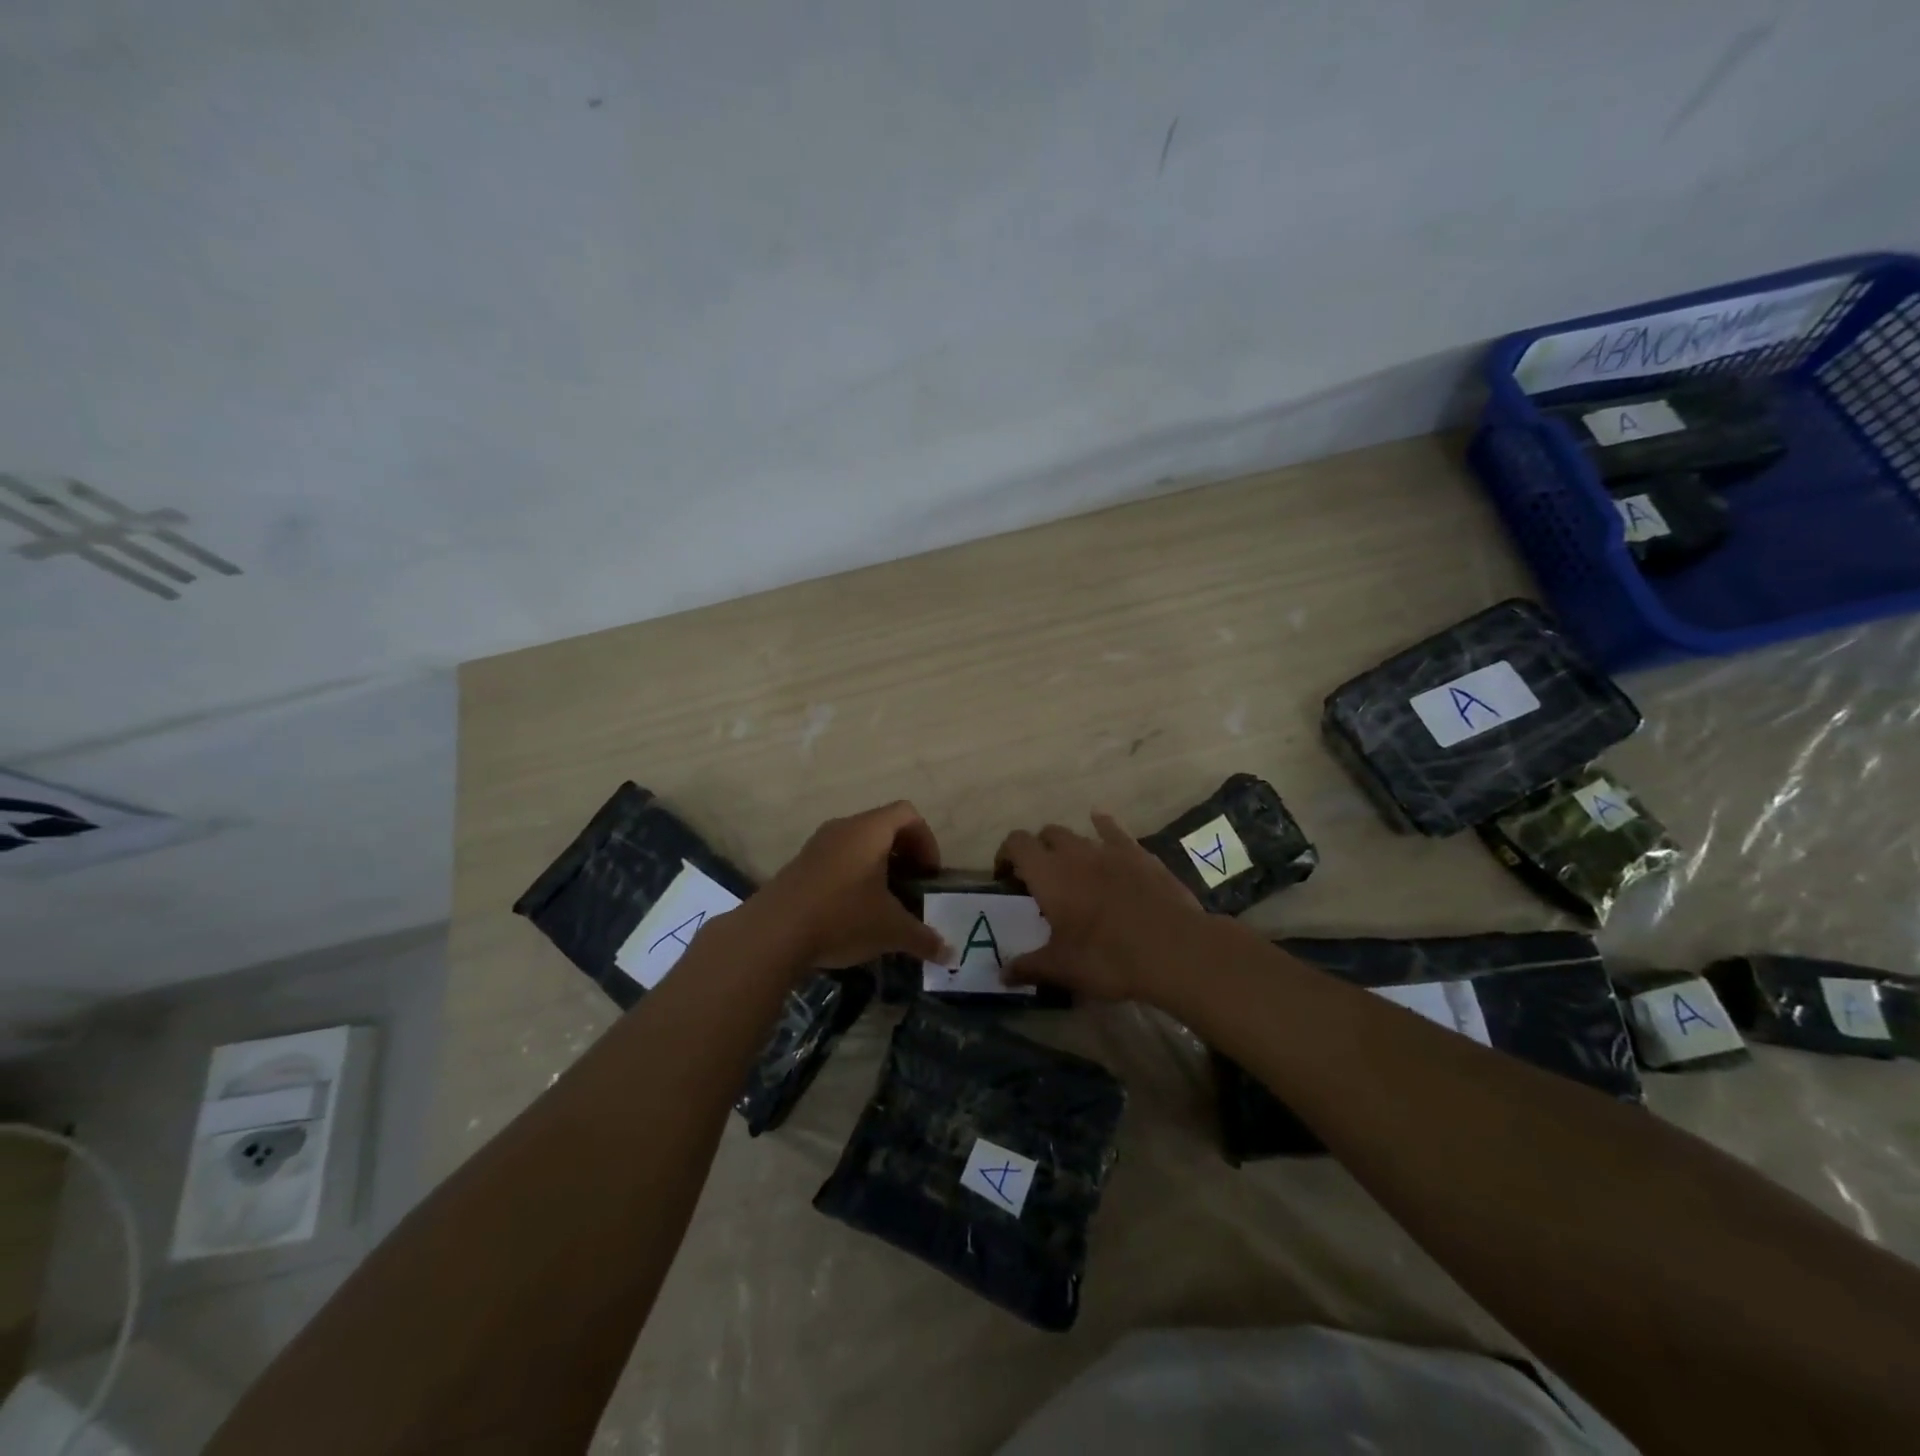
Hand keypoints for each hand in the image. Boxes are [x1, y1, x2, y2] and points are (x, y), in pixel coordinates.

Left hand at [746, 801, 950, 969]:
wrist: (772, 933)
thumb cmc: (842, 917)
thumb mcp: (890, 930)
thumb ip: (923, 938)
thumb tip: (950, 955)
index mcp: (868, 830)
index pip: (907, 814)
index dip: (926, 840)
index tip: (928, 874)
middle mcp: (842, 828)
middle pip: (883, 826)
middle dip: (903, 855)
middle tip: (912, 888)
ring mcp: (816, 845)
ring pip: (857, 844)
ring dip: (877, 867)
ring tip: (884, 903)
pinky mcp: (799, 866)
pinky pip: (836, 860)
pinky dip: (853, 876)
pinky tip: (852, 912)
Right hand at [994, 811, 1202, 1002]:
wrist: (1173, 948)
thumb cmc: (1107, 957)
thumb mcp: (1062, 968)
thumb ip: (1028, 967)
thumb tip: (1001, 974)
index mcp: (1048, 874)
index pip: (1016, 844)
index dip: (1006, 854)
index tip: (1005, 877)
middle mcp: (1074, 852)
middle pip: (1046, 834)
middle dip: (1038, 850)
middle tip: (1039, 880)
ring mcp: (1109, 849)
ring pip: (1078, 834)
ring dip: (1068, 846)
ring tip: (1071, 869)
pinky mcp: (1139, 853)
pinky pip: (1114, 830)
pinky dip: (1103, 826)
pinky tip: (1101, 823)